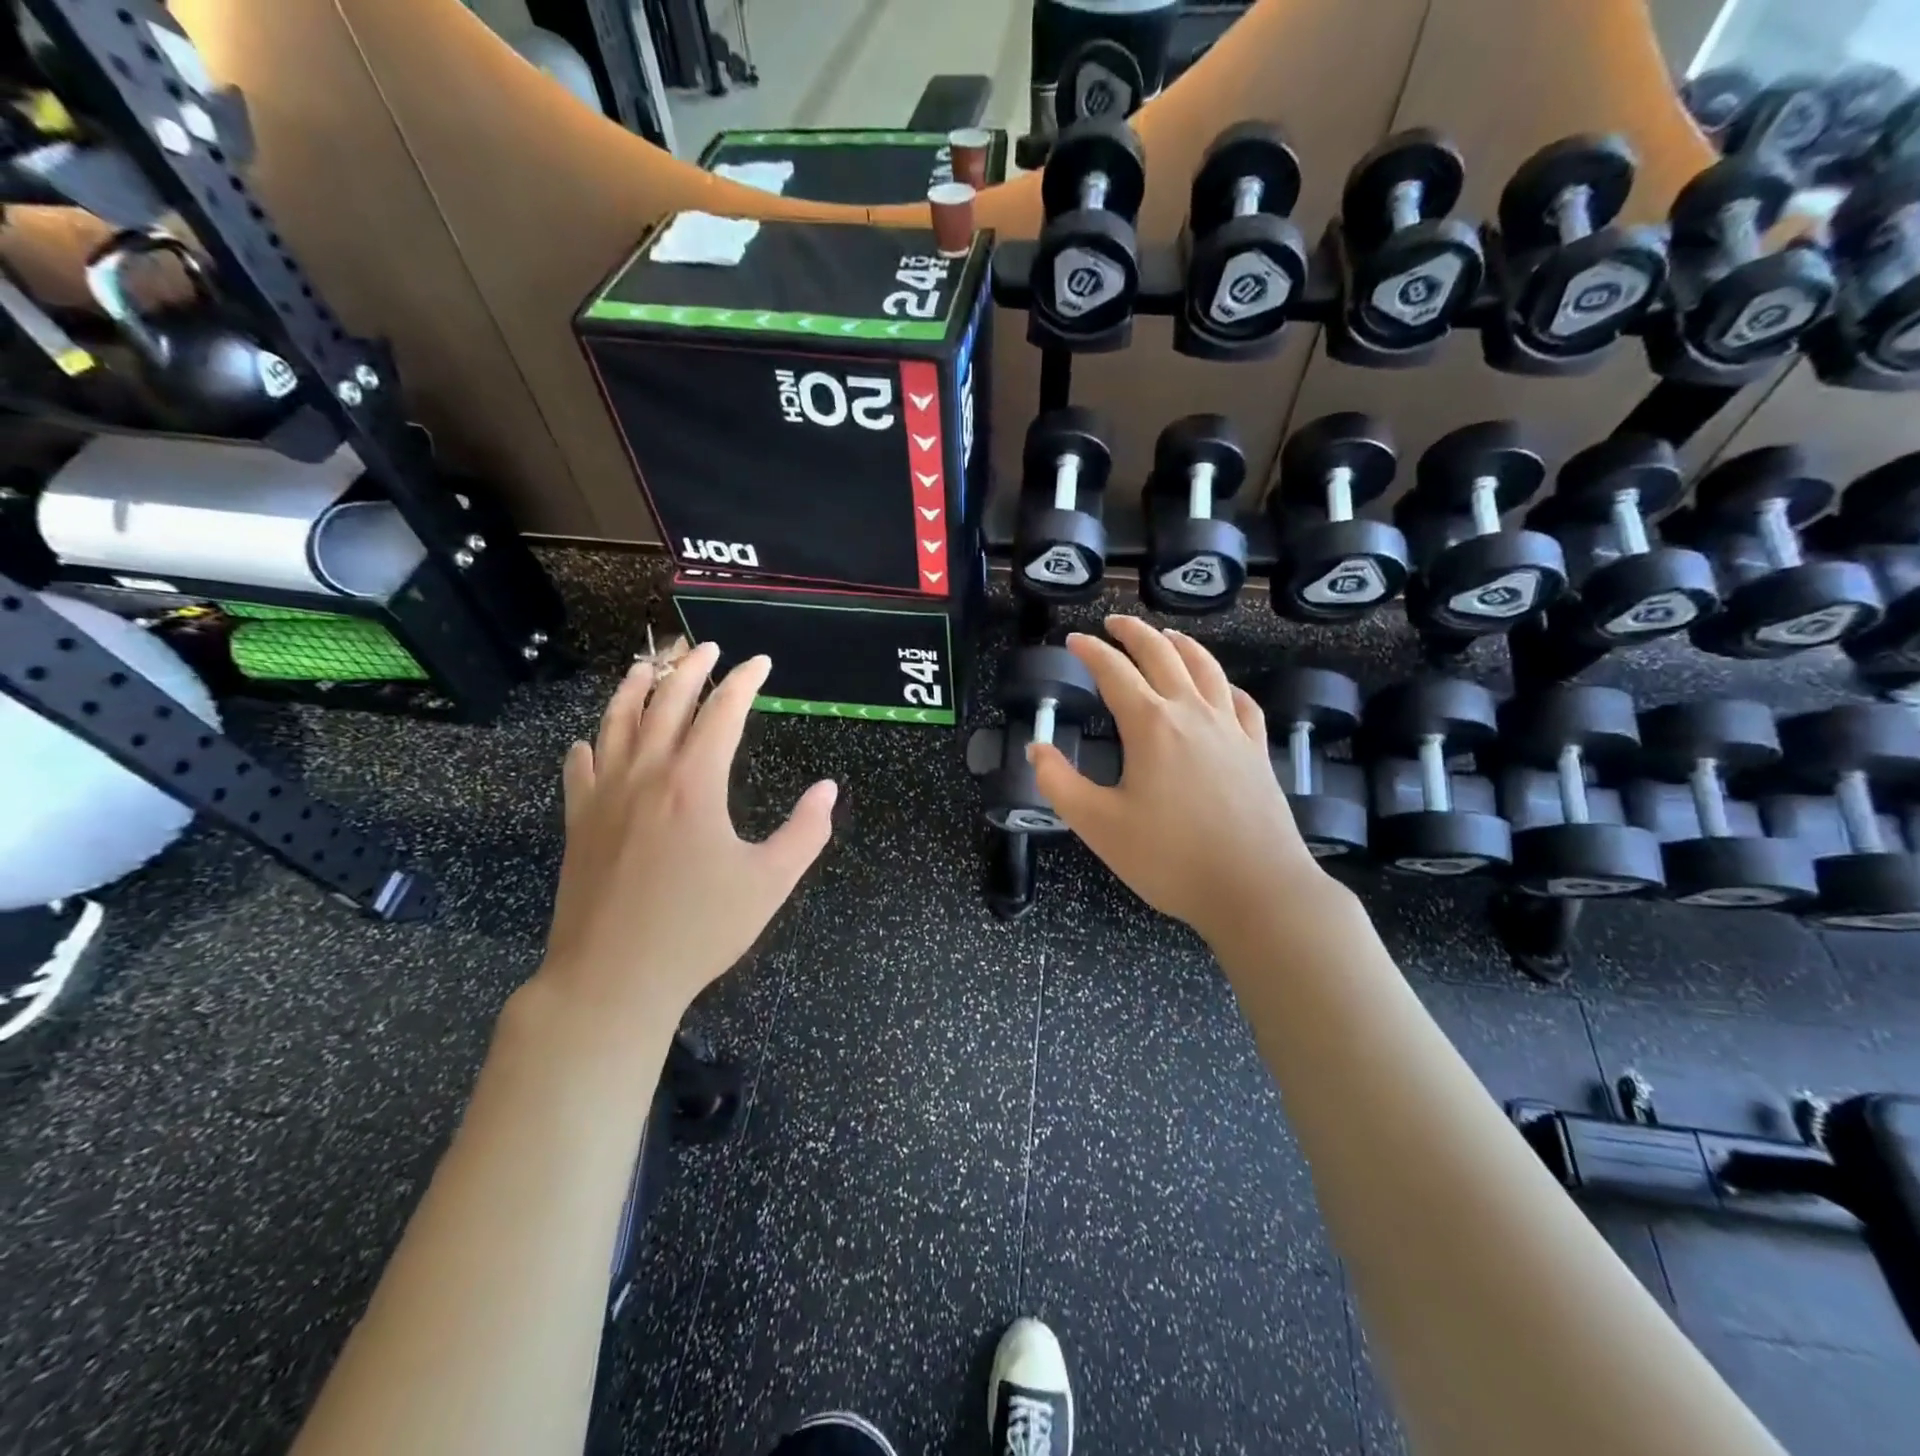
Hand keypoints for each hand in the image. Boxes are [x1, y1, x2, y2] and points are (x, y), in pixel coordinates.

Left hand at [534, 644, 836, 1033]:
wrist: (612, 979)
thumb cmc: (698, 930)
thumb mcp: (770, 883)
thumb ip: (805, 832)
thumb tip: (827, 789)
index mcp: (694, 784)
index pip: (722, 711)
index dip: (744, 681)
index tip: (760, 663)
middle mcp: (646, 775)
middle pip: (666, 702)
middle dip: (690, 668)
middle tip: (708, 648)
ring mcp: (604, 796)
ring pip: (616, 722)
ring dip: (634, 687)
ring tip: (647, 665)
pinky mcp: (577, 822)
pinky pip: (580, 767)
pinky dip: (589, 744)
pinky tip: (591, 740)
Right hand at [1028, 617, 1327, 944]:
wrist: (1256, 889)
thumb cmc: (1170, 858)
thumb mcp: (1099, 826)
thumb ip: (1060, 784)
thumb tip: (1036, 750)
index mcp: (1151, 725)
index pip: (1114, 672)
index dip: (1091, 652)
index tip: (1074, 641)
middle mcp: (1192, 713)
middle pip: (1163, 655)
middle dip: (1135, 633)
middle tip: (1114, 623)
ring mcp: (1231, 729)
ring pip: (1206, 669)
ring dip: (1182, 646)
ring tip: (1166, 636)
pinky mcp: (1256, 750)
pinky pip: (1241, 701)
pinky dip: (1224, 684)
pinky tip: (1220, 688)